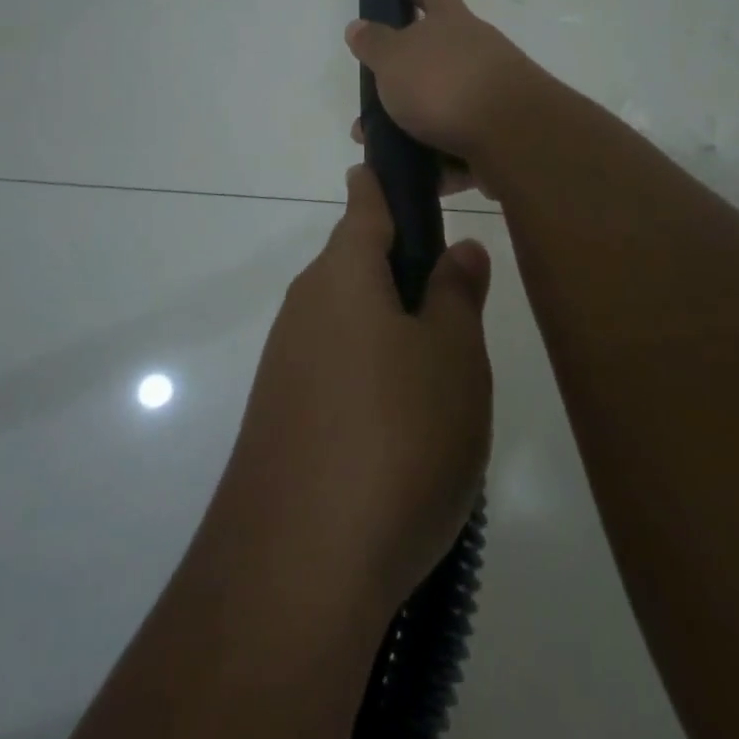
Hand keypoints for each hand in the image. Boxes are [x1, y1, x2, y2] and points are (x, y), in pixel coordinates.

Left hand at [215, 166, 492, 608]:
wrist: (297, 569)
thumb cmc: (395, 438)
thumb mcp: (452, 359)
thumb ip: (456, 296)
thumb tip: (458, 250)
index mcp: (343, 275)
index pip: (364, 205)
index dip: (385, 182)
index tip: (406, 169)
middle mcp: (305, 308)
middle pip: (356, 265)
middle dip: (402, 270)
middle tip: (458, 297)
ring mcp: (285, 365)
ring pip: (348, 322)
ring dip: (391, 330)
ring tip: (444, 371)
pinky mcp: (280, 418)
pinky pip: (334, 372)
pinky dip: (371, 379)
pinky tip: (403, 427)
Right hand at [344, 0, 545, 170]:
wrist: (512, 136)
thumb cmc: (444, 84)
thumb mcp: (394, 59)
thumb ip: (374, 43)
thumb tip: (358, 26)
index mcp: (452, 23)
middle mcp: (477, 52)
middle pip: (438, 56)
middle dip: (404, 75)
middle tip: (374, 93)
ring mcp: (493, 94)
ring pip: (445, 106)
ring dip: (414, 124)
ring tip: (382, 146)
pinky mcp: (501, 135)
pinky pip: (461, 146)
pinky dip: (439, 160)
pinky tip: (416, 177)